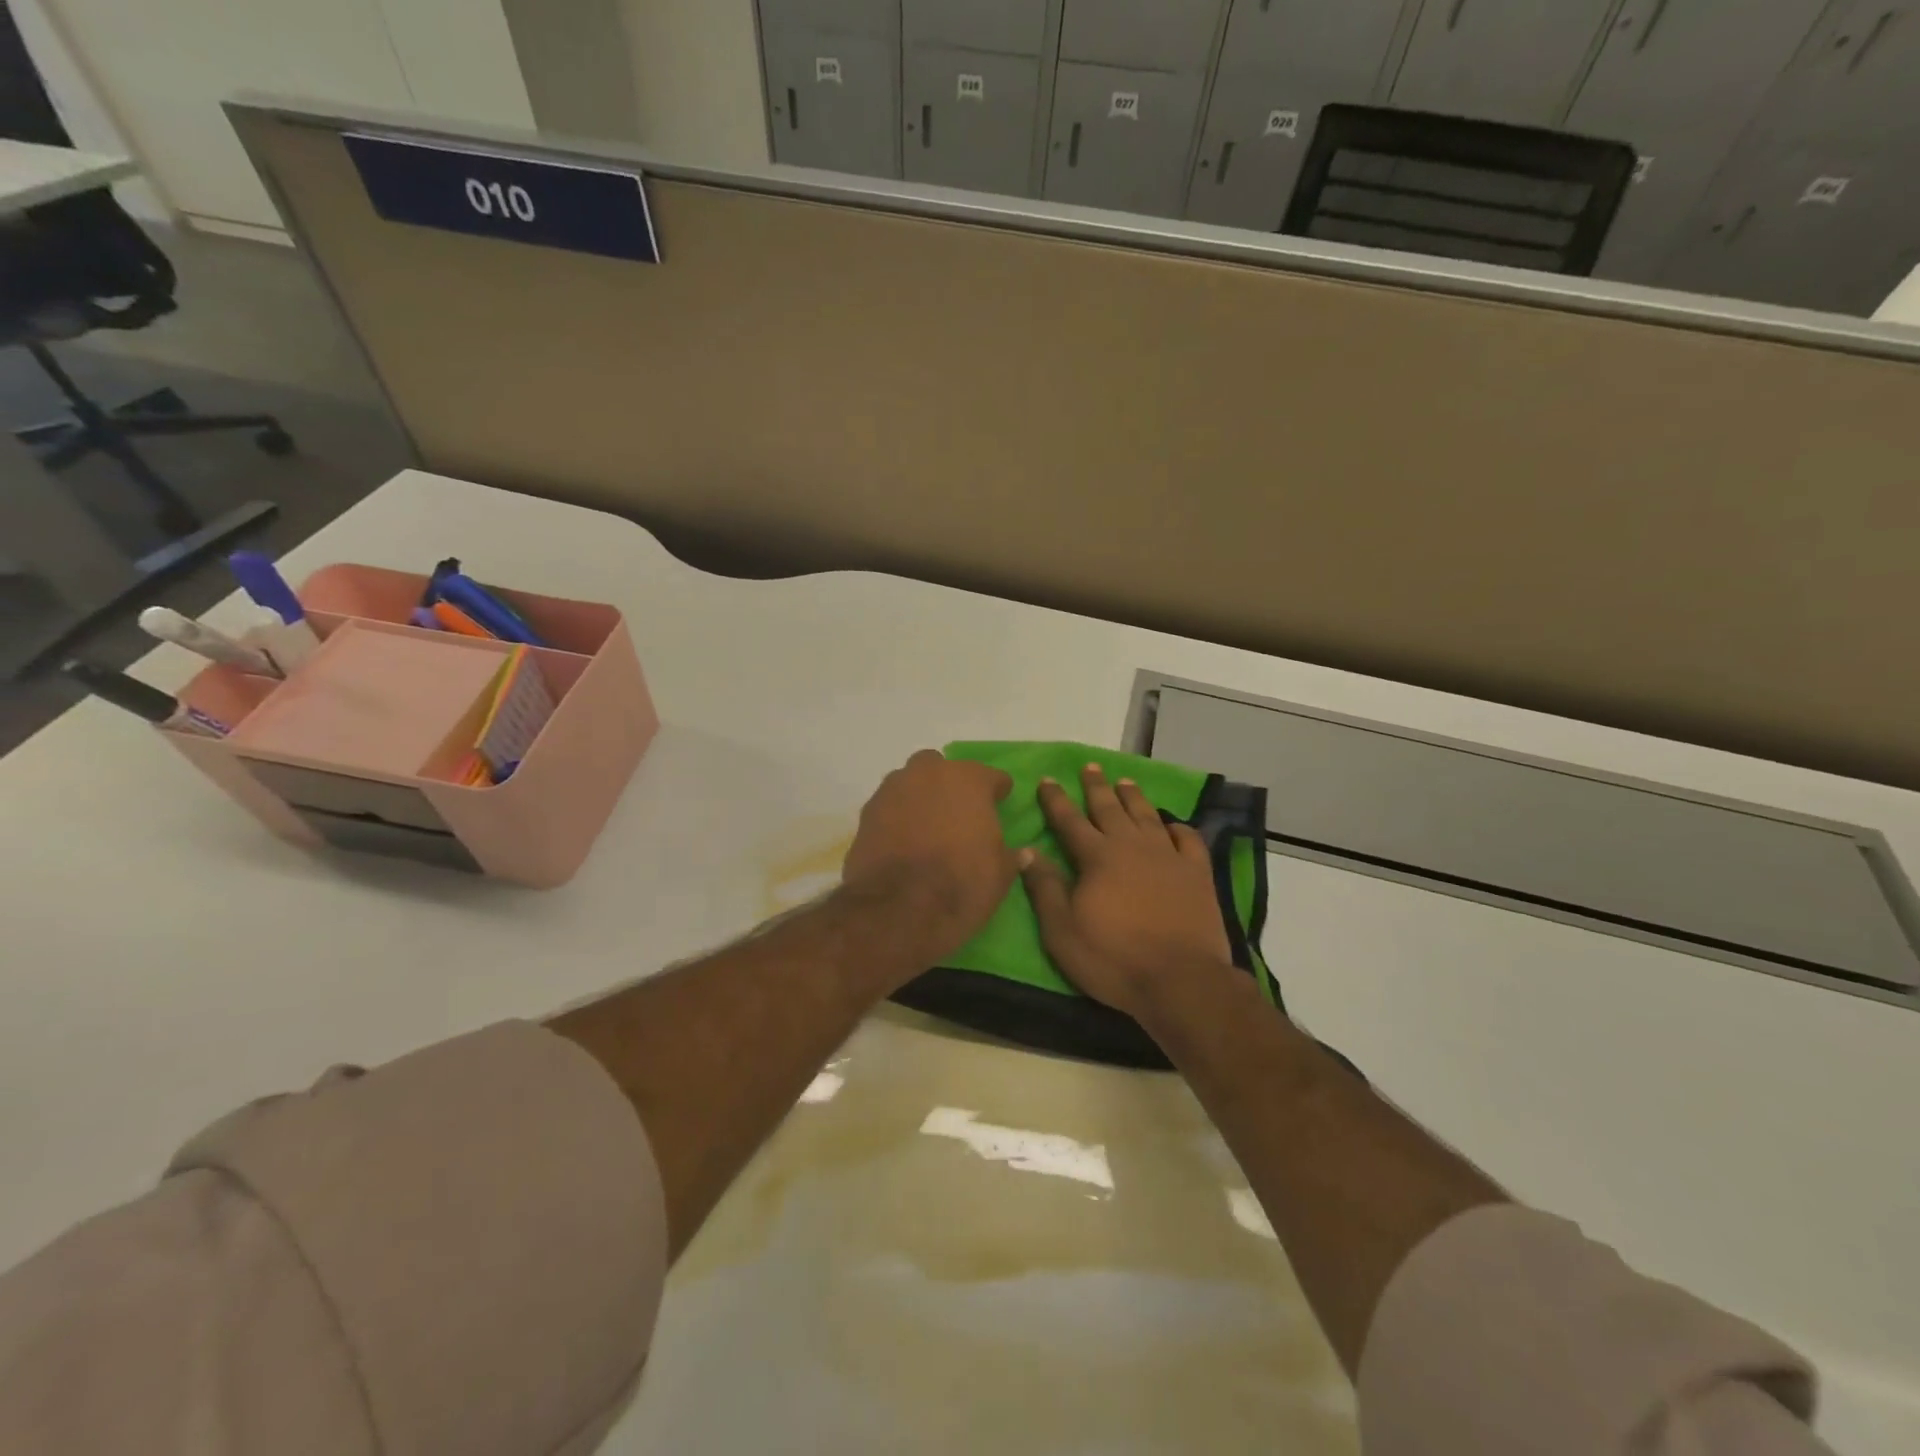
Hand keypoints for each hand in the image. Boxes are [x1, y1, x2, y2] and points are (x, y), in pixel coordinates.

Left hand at [841, 749, 1015, 963]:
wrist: (898, 909)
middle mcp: (928, 774)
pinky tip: (902, 842)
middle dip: (949, 785)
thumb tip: (1022, 853)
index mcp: (968, 780)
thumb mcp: (1000, 875)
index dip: (998, 791)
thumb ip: (1010, 856)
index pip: (992, 777)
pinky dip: (896, 819)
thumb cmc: (961, 884)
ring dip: (919, 799)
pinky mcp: (866, 814)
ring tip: (927, 828)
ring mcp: (892, 790)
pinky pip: (888, 808)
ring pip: (910, 784)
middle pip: (942, 768)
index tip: (1000, 804)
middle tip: (957, 814)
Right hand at [1021, 763, 1235, 1021]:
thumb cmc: (1113, 958)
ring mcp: (1168, 857)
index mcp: (1097, 857)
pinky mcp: (1197, 873)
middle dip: (1096, 786)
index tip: (1047, 779)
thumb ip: (1044, 887)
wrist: (1180, 980)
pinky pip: (1188, 839)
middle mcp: (1131, 846)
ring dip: (1133, 797)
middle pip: (1110, 808)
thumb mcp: (1062, 930)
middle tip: (1090, 767)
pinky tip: (1173, 824)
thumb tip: (1025, 850)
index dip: (1056, 800)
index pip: (1070, 820)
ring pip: (1147, 816)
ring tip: (1125, 782)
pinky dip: (1179, 827)